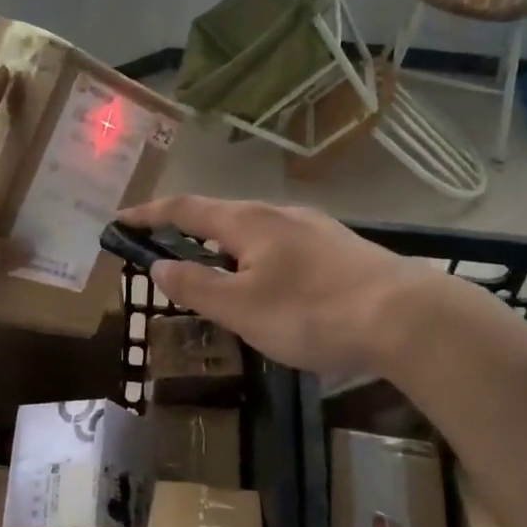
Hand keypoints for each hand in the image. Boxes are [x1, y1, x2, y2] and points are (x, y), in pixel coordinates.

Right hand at [117, 196, 474, 378]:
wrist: (404, 317)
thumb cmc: (311, 312)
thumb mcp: (242, 307)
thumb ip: (196, 285)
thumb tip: (159, 266)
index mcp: (247, 221)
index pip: (185, 209)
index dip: (150, 214)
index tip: (121, 219)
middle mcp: (279, 213)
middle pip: (222, 216)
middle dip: (189, 233)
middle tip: (169, 258)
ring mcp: (314, 227)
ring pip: (256, 232)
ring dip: (227, 249)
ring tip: (218, 278)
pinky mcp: (339, 247)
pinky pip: (283, 246)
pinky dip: (259, 260)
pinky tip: (272, 287)